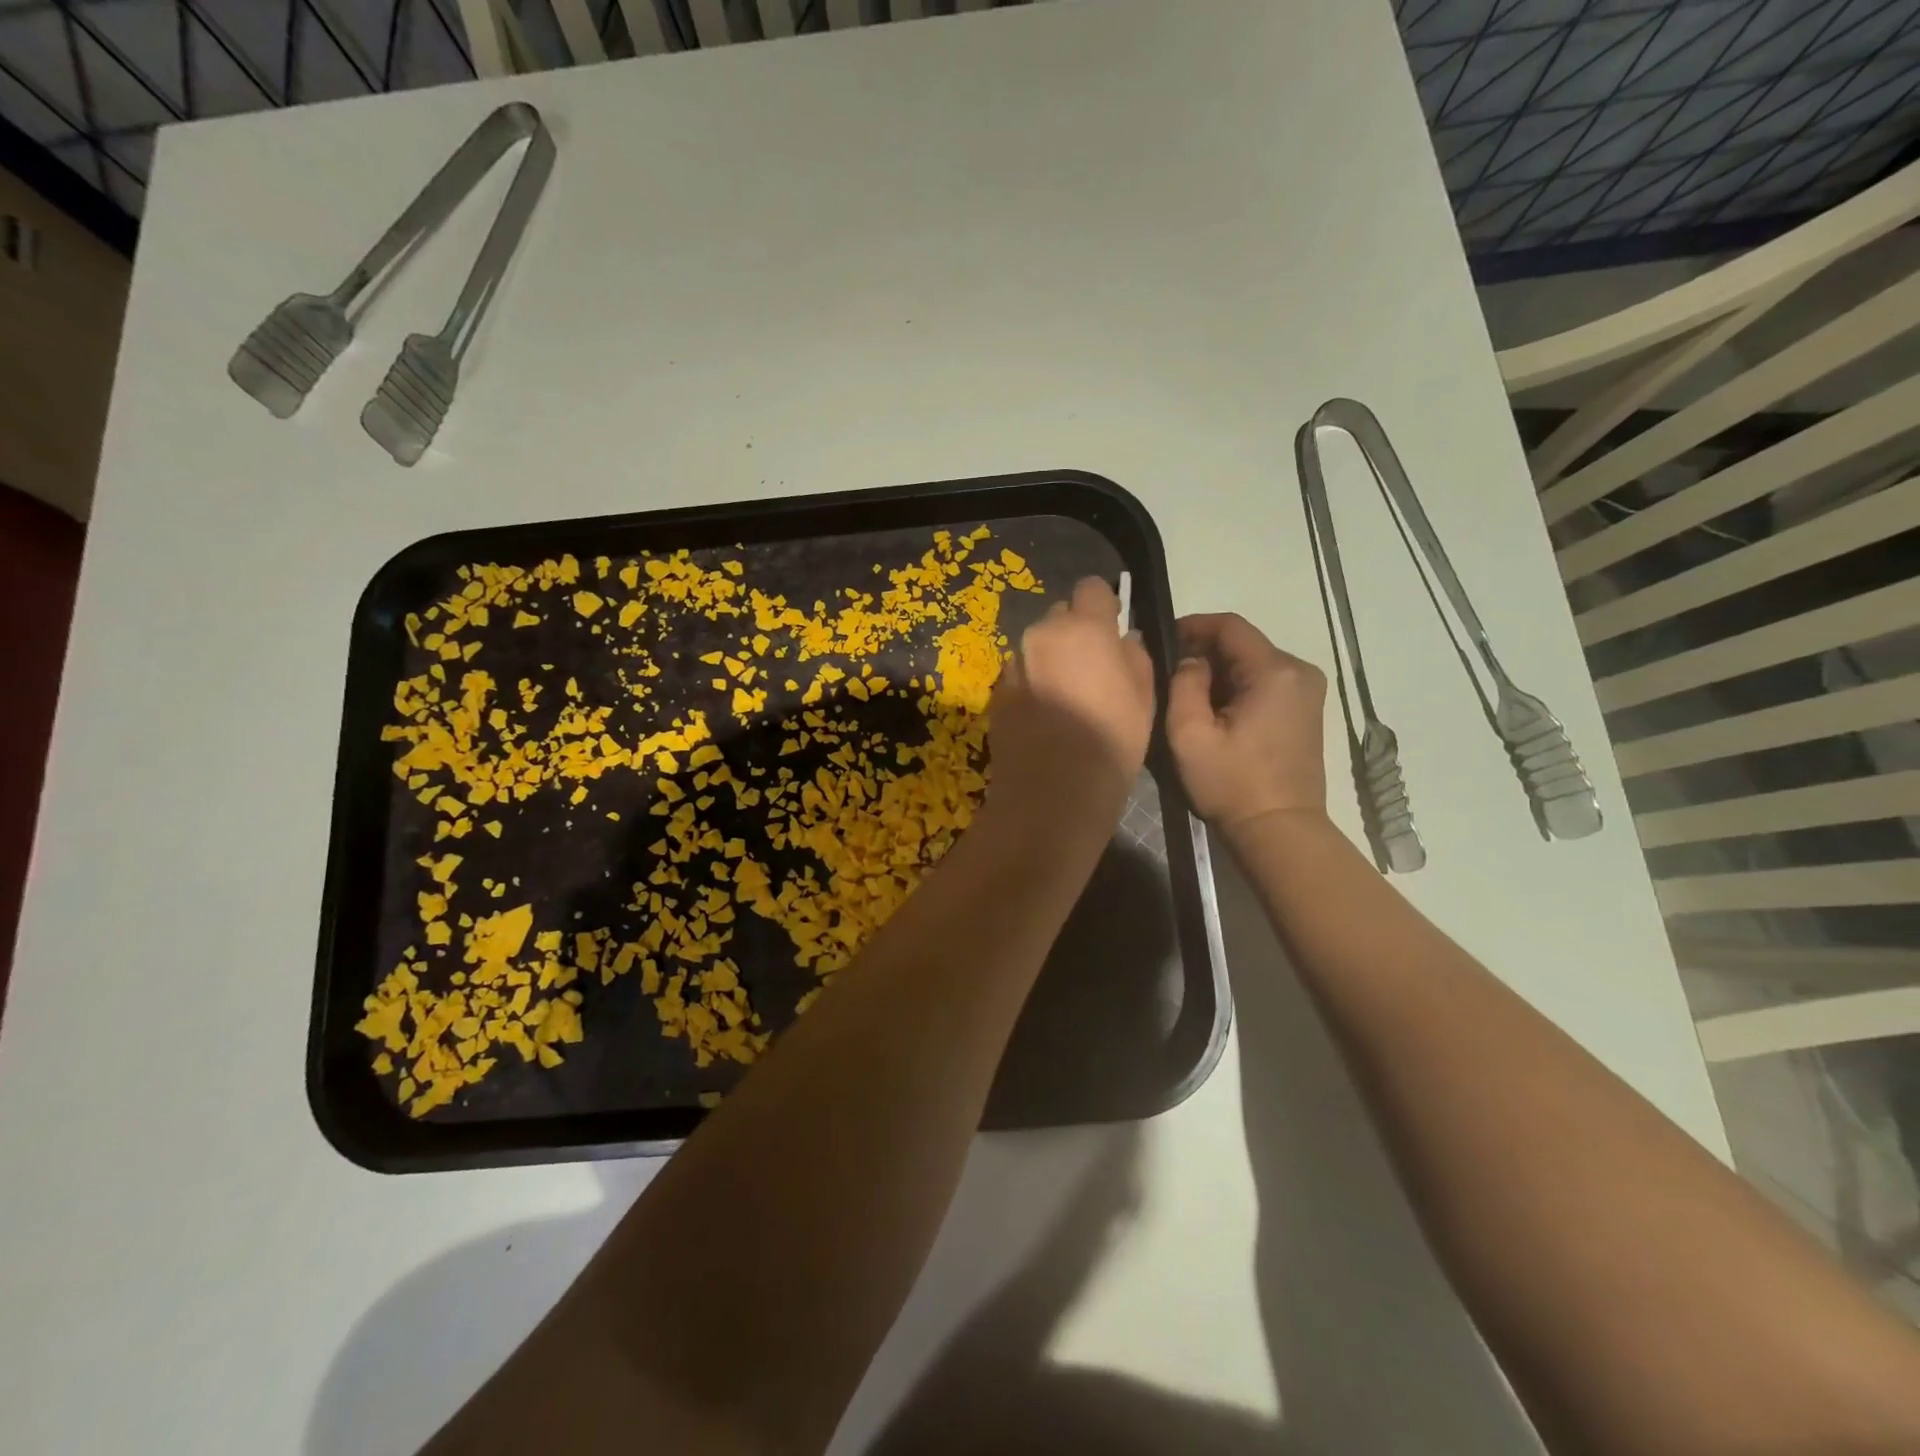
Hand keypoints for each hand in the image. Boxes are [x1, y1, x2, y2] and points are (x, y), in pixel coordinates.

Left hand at [987, 577, 1154, 824]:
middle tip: (1088, 668)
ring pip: (1036, 647)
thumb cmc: (1112, 739)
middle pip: (1060, 616)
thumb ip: (1134, 654)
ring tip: (1064, 698)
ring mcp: (1014, 663)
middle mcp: (1042, 634)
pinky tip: (1043, 717)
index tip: (1110, 627)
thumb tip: (1123, 639)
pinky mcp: (997, 692)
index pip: (1092, 587)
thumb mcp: (1144, 695)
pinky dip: (1031, 685)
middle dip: (1073, 633)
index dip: (1103, 605)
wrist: (1054, 789)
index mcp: (1083, 627)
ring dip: (1049, 660)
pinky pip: (1019, 675)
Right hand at [1166, 613, 1327, 834]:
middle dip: (1204, 652)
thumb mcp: (1189, 733)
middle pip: (1243, 644)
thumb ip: (1183, 684)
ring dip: (1220, 672)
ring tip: (1188, 695)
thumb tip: (1190, 662)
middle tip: (1169, 673)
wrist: (1279, 829)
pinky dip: (1238, 688)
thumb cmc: (1231, 783)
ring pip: (1253, 664)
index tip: (1162, 638)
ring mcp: (1308, 692)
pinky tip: (1216, 712)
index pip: (1230, 626)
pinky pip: (1266, 683)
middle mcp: (1299, 672)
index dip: (1193, 625)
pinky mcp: (1306, 712)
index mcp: (1274, 671)